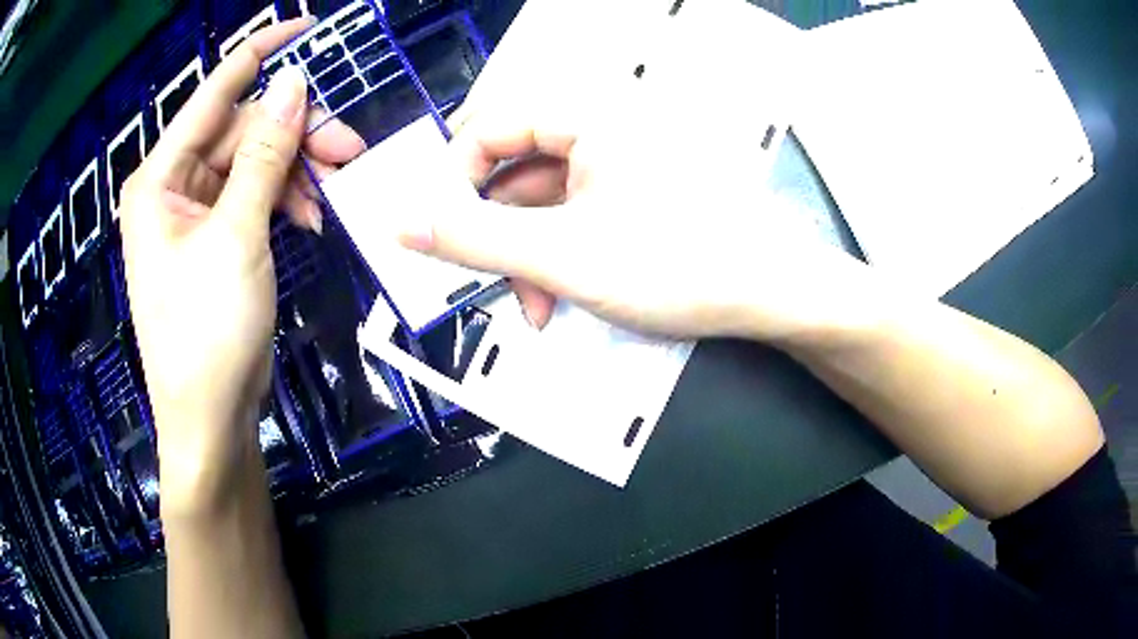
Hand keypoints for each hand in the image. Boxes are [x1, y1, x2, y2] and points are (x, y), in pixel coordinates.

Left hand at [119, 19, 364, 509]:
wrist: (208, 419)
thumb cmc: (207, 332)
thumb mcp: (237, 236)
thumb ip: (264, 154)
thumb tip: (294, 84)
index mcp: (159, 178)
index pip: (213, 94)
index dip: (258, 55)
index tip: (304, 25)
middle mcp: (172, 187)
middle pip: (241, 133)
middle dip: (295, 135)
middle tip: (348, 150)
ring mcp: (194, 215)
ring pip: (253, 165)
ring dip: (296, 172)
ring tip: (336, 194)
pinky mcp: (214, 240)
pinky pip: (253, 198)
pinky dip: (285, 201)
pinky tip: (313, 218)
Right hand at [402, 97, 871, 341]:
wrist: (770, 297)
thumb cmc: (680, 266)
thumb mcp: (561, 256)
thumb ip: (471, 238)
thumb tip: (401, 223)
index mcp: (587, 116)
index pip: (487, 126)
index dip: (453, 179)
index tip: (441, 233)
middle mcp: (601, 127)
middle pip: (511, 166)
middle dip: (492, 228)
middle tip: (486, 277)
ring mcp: (618, 162)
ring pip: (539, 199)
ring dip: (523, 253)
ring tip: (534, 305)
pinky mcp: (630, 193)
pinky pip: (570, 213)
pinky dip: (554, 253)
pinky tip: (558, 295)